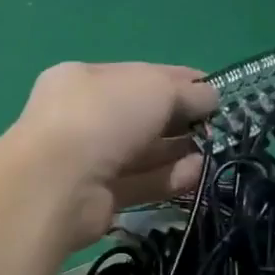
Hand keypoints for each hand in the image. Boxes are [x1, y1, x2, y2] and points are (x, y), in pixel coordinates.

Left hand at [11, 63, 218, 248]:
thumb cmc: (103, 116)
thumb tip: (210, 97)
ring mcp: (85, 161)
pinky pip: (138, 184)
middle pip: (137, 117)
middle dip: (178, 119)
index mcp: (81, 80)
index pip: (136, 75)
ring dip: (176, 151)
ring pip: (139, 153)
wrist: (57, 183)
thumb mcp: (153, 88)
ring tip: (213, 149)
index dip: (176, 81)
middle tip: (217, 124)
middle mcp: (79, 118)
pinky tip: (197, 173)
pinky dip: (167, 178)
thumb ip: (185, 91)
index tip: (214, 90)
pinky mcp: (96, 199)